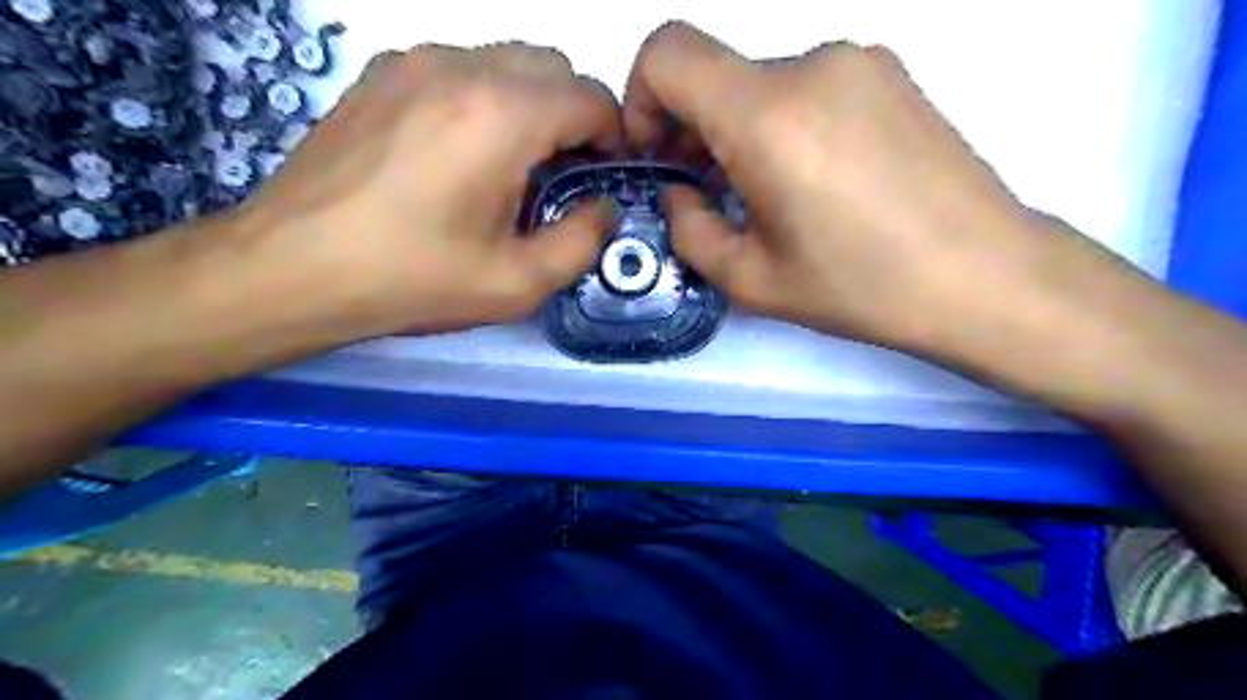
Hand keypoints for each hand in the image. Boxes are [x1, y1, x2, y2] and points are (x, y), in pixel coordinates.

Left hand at [239, 44, 617, 339]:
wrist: (292, 268)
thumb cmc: (413, 280)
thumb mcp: (517, 283)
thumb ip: (582, 242)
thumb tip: (603, 208)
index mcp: (503, 116)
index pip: (591, 97)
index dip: (612, 138)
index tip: (598, 179)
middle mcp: (462, 68)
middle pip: (552, 67)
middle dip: (573, 116)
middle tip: (557, 175)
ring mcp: (413, 62)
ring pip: (505, 61)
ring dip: (529, 105)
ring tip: (506, 166)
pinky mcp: (380, 74)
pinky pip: (459, 68)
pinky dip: (482, 99)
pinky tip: (457, 154)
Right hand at [629, 21, 1126, 355]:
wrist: (985, 276)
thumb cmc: (860, 287)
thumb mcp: (751, 280)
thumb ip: (689, 229)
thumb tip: (680, 191)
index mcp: (767, 115)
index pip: (667, 53)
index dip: (640, 98)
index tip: (658, 154)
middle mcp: (812, 64)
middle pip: (715, 72)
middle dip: (692, 127)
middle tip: (709, 191)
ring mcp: (859, 61)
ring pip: (761, 83)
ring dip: (741, 129)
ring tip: (769, 195)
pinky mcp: (891, 74)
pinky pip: (808, 85)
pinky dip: (785, 123)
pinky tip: (815, 180)